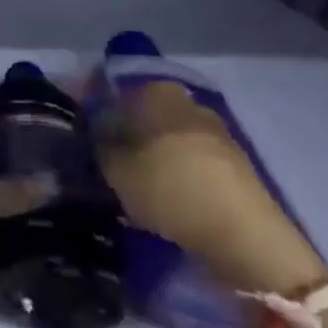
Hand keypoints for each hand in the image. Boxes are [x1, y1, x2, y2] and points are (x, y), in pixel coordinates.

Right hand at [94, 80, 324, 295]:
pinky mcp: (231, 164)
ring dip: (148, 155)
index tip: (81, 133)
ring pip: (165, 137)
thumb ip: (98, 143)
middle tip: (103, 161)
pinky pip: (188, 160)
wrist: (246, 238)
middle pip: (141, 112)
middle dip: (122, 132)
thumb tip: (93, 129)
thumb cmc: (171, 189)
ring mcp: (214, 132)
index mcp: (157, 90)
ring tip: (130, 184)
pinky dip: (172, 173)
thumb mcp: (116, 168)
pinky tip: (161, 196)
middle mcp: (187, 101)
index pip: (114, 89)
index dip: (93, 109)